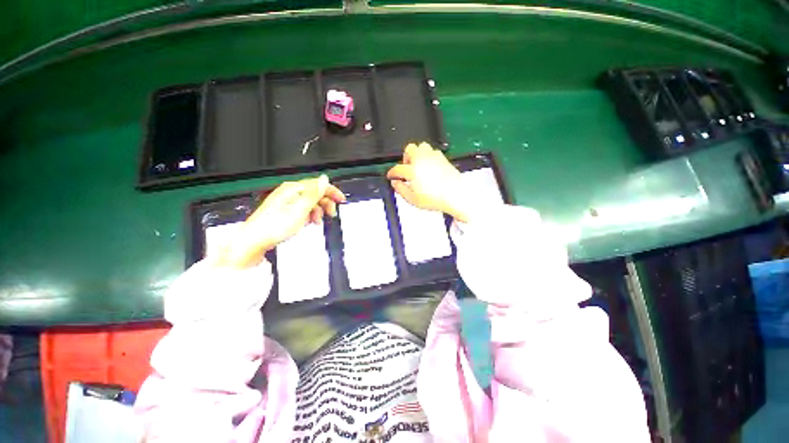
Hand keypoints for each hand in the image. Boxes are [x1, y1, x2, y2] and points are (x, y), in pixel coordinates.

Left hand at [211, 175, 344, 268]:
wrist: (255, 240)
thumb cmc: (274, 226)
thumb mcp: (300, 209)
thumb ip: (314, 194)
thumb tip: (324, 179)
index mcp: (293, 189)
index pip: (318, 185)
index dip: (332, 192)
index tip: (341, 199)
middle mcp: (290, 193)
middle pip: (315, 193)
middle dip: (326, 203)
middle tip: (331, 213)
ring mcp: (288, 202)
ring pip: (310, 202)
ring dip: (318, 210)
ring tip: (318, 220)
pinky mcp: (286, 211)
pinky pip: (304, 209)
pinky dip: (310, 215)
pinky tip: (310, 221)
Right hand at [387, 142, 474, 221]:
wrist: (455, 195)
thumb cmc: (435, 199)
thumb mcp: (412, 199)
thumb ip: (400, 189)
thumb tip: (395, 183)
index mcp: (413, 170)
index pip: (397, 168)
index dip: (392, 173)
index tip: (391, 176)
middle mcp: (422, 160)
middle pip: (409, 149)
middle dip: (405, 157)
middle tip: (407, 168)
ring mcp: (433, 157)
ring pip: (422, 147)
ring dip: (417, 154)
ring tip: (418, 166)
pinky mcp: (443, 158)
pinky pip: (433, 151)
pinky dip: (428, 157)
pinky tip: (429, 167)